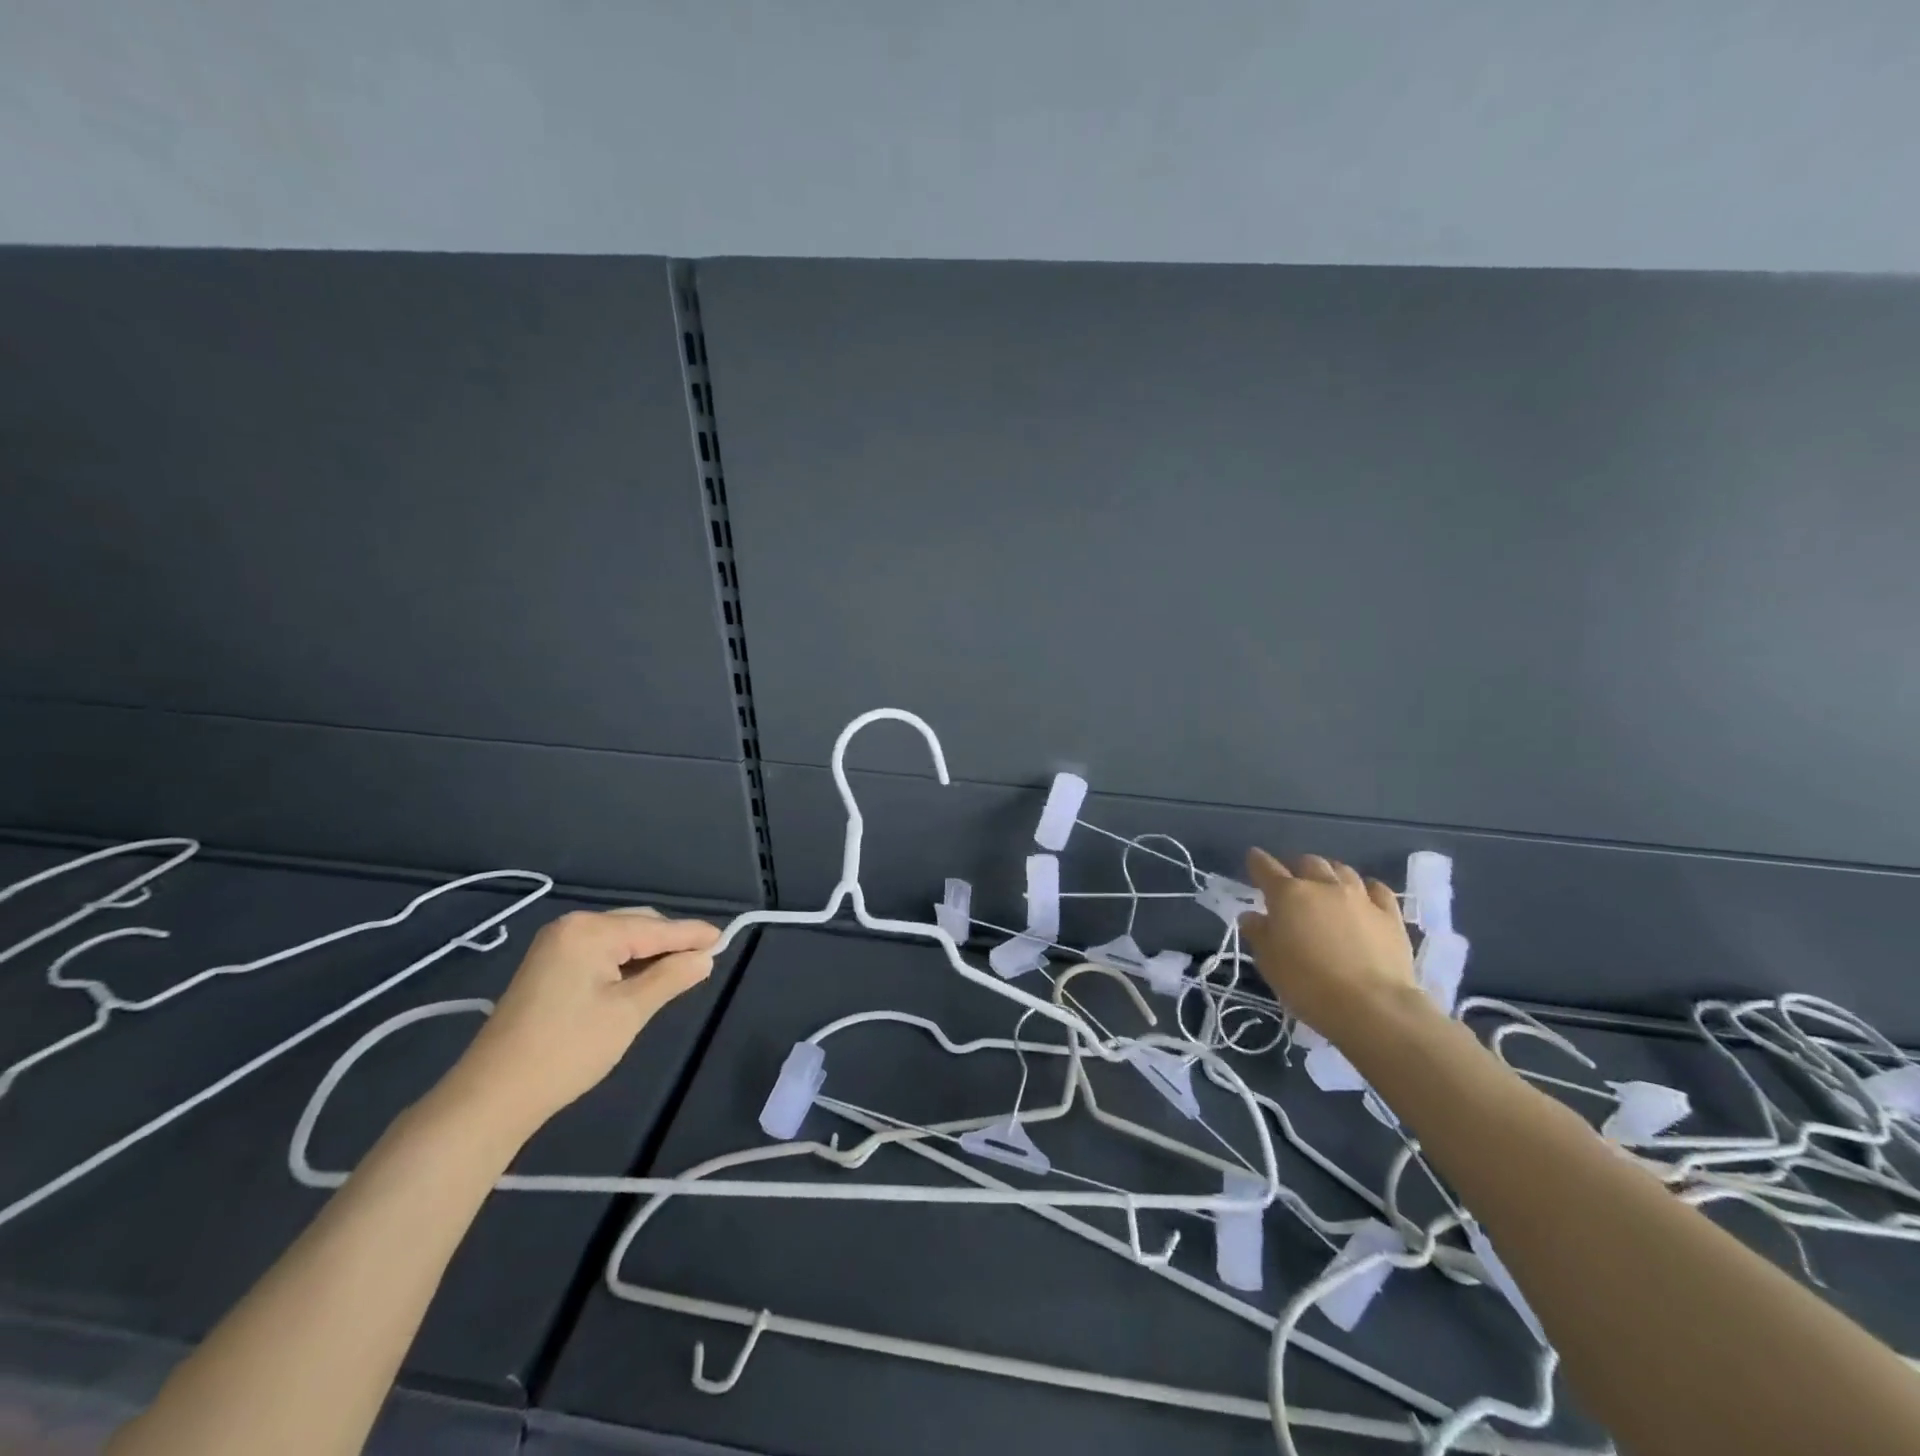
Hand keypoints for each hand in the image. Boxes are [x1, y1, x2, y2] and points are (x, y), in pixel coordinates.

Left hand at [443, 907, 719, 1139]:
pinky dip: (626, 962)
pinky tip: (643, 977)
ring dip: (649, 952)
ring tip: (680, 969)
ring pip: (619, 939)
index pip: (655, 928)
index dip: (692, 935)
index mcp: (590, 930)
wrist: (491, 1096)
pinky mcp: (547, 967)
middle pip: (637, 925)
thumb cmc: (567, 1050)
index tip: (725, 938)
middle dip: (671, 941)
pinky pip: (600, 952)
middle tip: (706, 958)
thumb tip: (705, 957)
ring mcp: (555, 946)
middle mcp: (571, 926)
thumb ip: (671, 977)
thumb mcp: (629, 1012)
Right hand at [1241, 849, 1417, 1045]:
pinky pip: (1378, 889)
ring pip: (1343, 870)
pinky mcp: (1390, 915)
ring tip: (1327, 886)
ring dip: (1330, 874)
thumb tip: (1252, 916)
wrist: (1372, 1006)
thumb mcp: (1269, 962)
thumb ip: (1258, 934)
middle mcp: (1323, 887)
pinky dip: (1367, 888)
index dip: (1257, 861)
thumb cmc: (1307, 984)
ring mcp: (1360, 898)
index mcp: (1288, 895)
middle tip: (1293, 882)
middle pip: (1309, 863)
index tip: (1253, 858)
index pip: (1266, 868)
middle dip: (1297, 867)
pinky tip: (1365, 896)